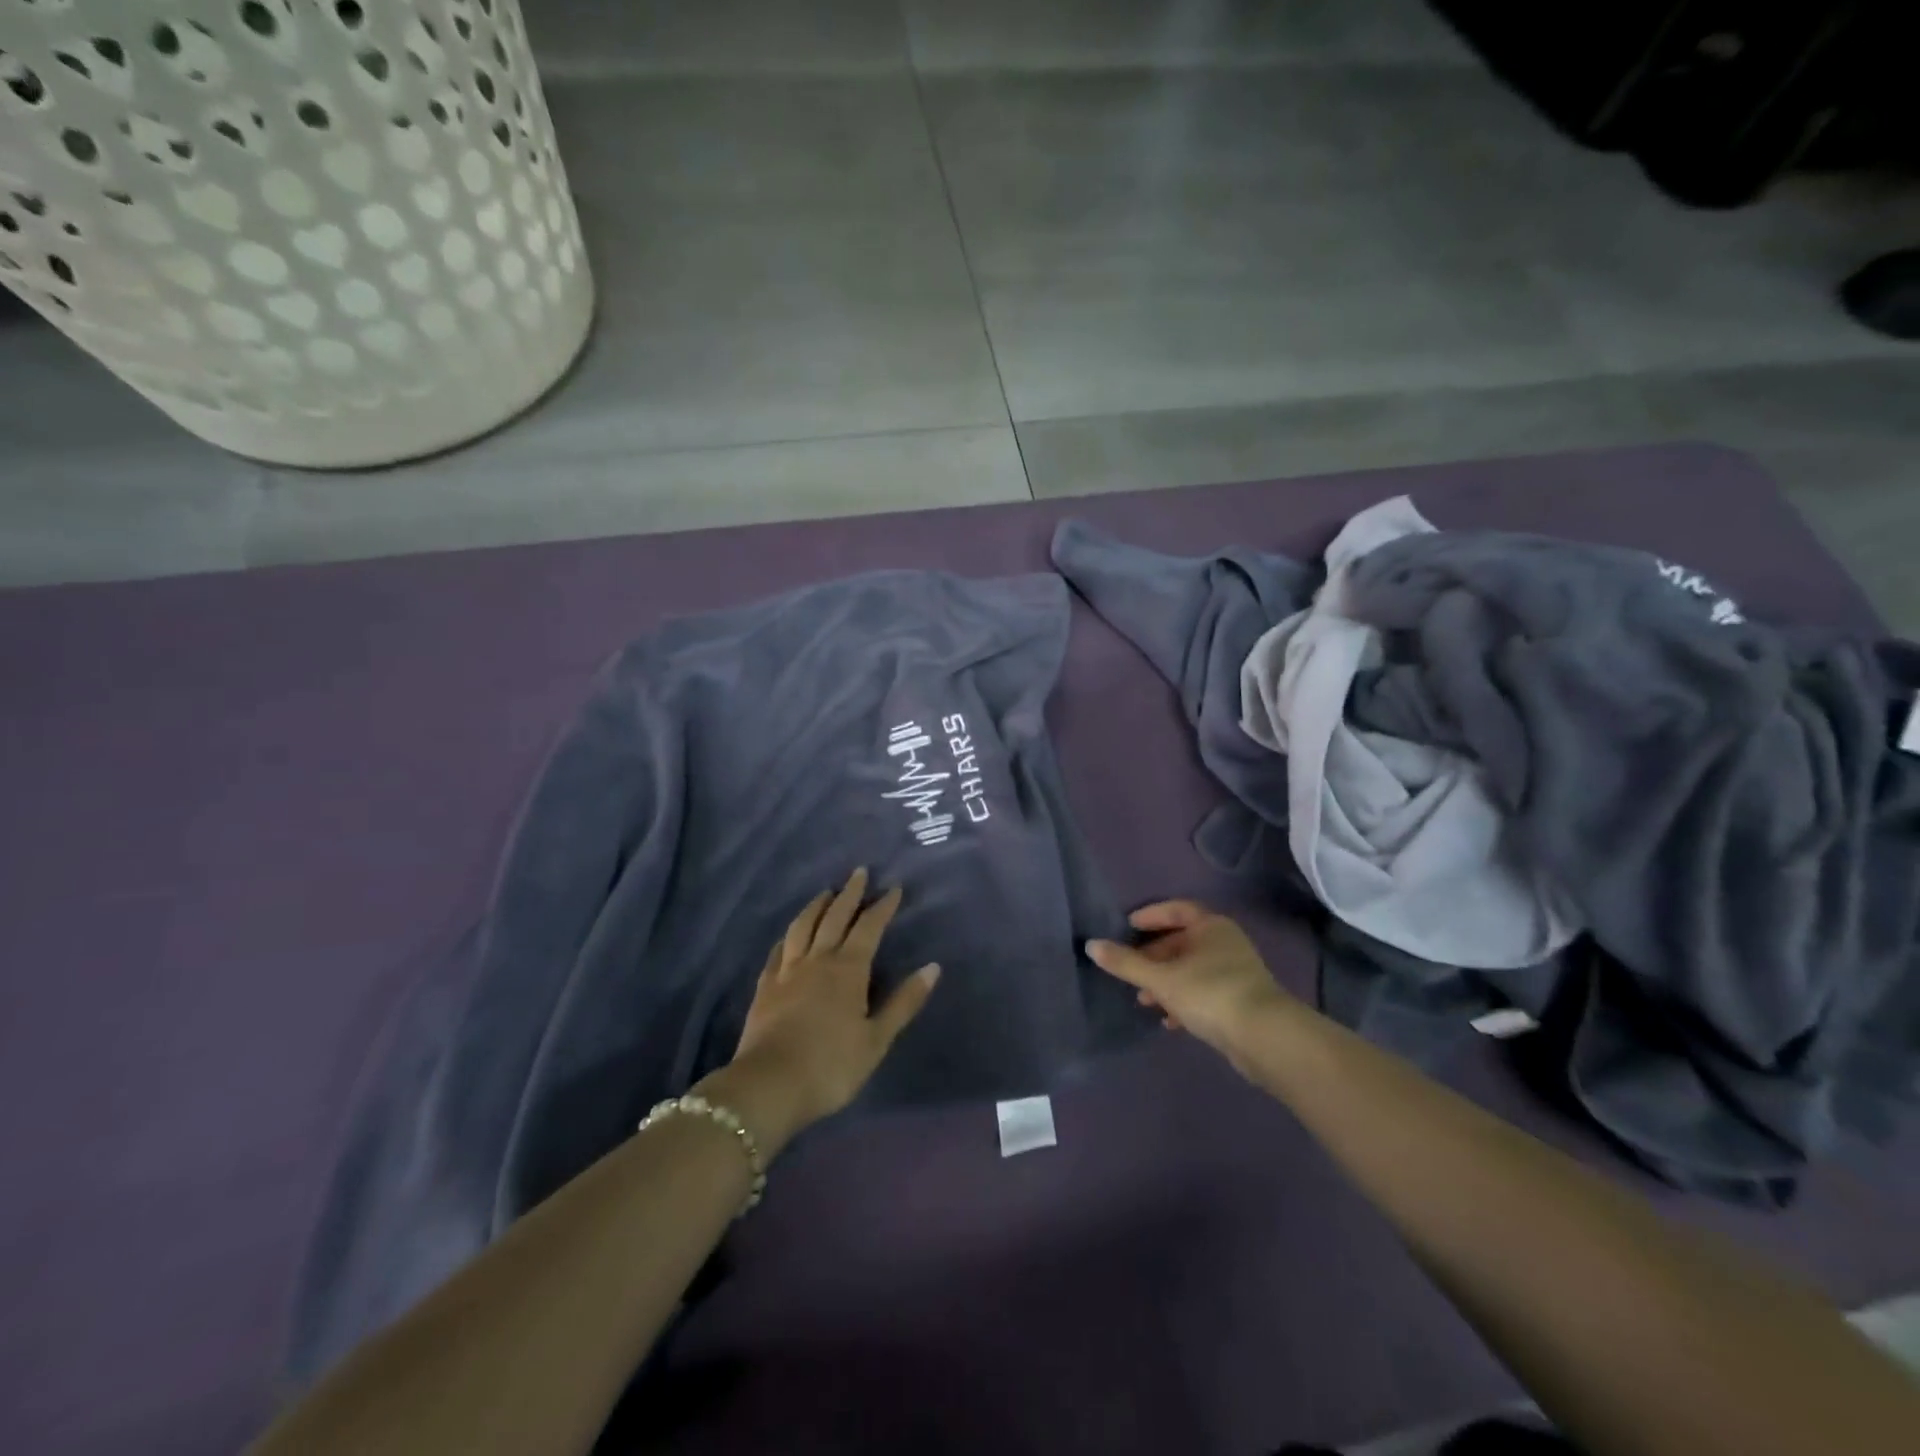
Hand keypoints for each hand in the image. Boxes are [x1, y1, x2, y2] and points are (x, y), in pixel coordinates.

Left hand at [710, 868, 939, 1150]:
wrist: (769, 1086)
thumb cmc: (831, 1066)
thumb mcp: (876, 1040)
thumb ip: (904, 1002)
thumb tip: (933, 967)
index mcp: (848, 970)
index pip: (869, 928)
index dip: (882, 907)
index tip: (894, 888)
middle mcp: (817, 960)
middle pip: (834, 917)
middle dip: (849, 894)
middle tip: (859, 872)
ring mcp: (787, 971)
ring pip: (802, 927)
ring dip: (816, 906)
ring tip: (825, 893)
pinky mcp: (765, 987)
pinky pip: (778, 951)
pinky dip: (787, 936)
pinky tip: (788, 934)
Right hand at [1087, 901, 1294, 1072]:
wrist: (1265, 1038)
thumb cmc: (1210, 993)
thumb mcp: (1161, 978)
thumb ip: (1126, 963)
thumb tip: (1091, 946)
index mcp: (1210, 926)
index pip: (1175, 910)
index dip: (1150, 916)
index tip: (1126, 928)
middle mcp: (1224, 943)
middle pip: (1180, 942)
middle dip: (1152, 957)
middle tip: (1129, 971)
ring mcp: (1234, 972)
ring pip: (1190, 970)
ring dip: (1165, 983)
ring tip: (1143, 1001)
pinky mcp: (1239, 1001)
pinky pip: (1203, 993)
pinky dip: (1183, 1001)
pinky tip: (1169, 1020)